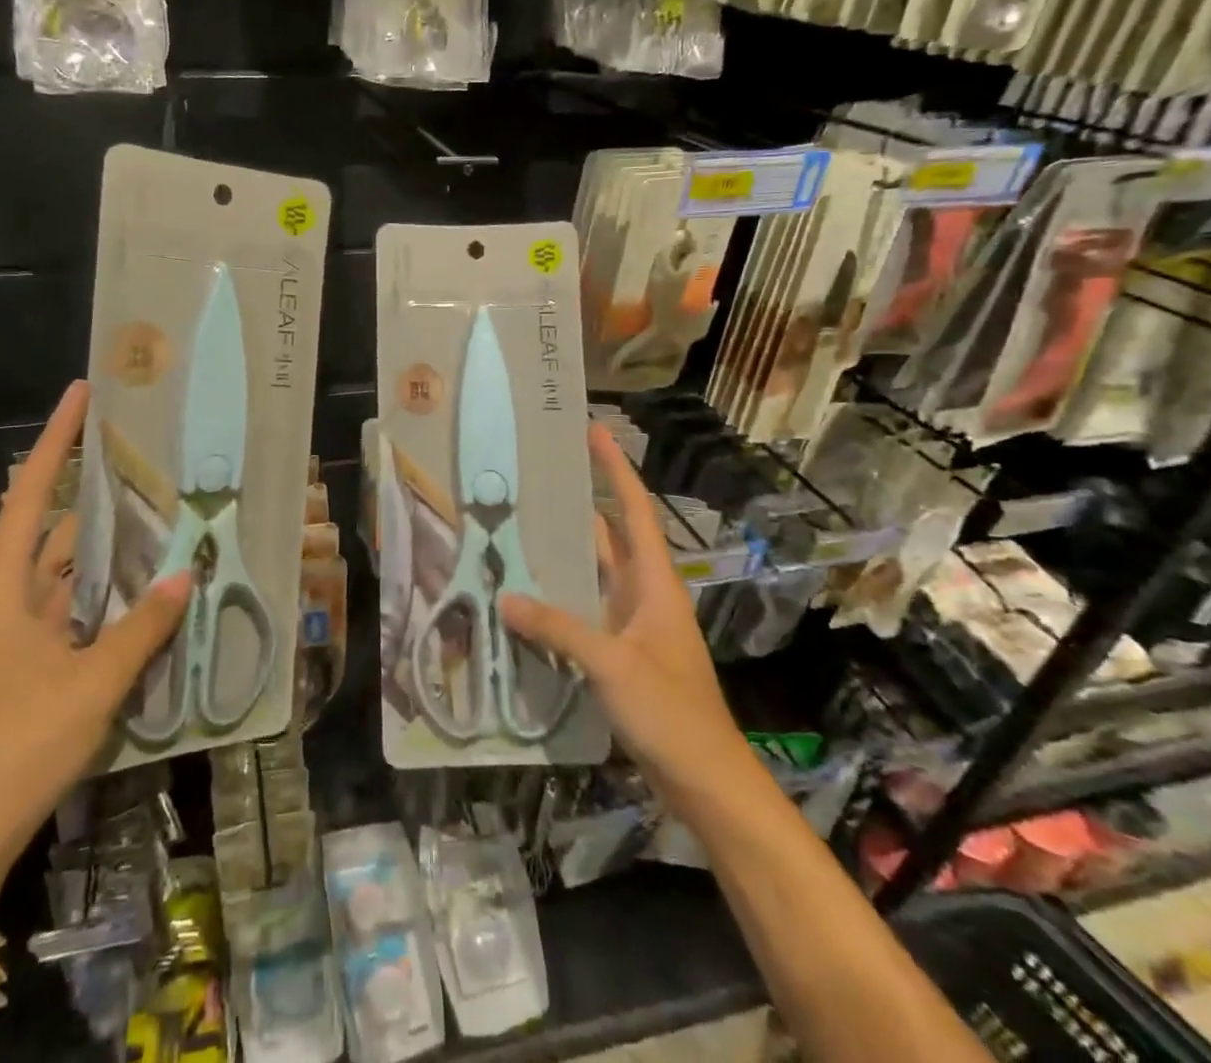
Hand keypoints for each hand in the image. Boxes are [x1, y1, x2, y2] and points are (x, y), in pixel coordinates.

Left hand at [0, 380, 189, 858]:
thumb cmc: (22, 744)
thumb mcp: (93, 683)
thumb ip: (141, 628)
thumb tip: (184, 578)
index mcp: (3, 588)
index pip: (29, 494)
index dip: (55, 441)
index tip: (82, 395)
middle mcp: (5, 594)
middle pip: (47, 521)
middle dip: (88, 486)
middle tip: (139, 452)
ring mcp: (17, 625)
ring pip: (63, 563)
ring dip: (102, 539)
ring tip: (153, 506)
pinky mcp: (31, 652)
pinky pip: (71, 598)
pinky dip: (103, 582)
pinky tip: (142, 578)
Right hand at [500, 423, 747, 789]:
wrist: (705, 780)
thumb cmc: (671, 712)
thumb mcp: (612, 664)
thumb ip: (559, 627)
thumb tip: (506, 596)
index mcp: (654, 583)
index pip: (634, 511)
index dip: (615, 469)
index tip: (593, 431)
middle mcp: (643, 594)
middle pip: (611, 535)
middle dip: (581, 503)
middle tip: (537, 477)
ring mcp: (631, 624)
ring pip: (594, 573)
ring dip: (565, 552)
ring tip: (520, 526)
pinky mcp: (619, 653)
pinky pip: (584, 610)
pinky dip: (558, 597)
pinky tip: (526, 595)